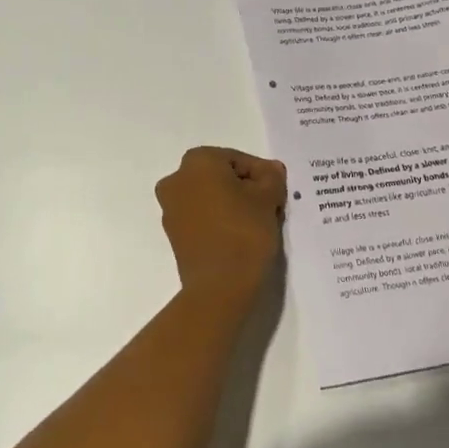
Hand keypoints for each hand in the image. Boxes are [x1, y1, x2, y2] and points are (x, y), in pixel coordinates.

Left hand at [155, 147, 286, 303]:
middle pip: (221, 177)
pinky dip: (220, 221)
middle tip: (270, 207)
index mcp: (197, 161)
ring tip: (258, 224)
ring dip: (233, 205)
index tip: (277, 194)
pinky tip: (240, 237)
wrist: (219, 287)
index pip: (238, 160)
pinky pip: (202, 218)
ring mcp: (171, 208)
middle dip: (246, 189)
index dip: (262, 175)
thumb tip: (270, 171)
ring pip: (211, 197)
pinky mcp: (174, 234)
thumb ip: (271, 177)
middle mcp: (176, 179)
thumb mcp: (268, 198)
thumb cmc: (244, 231)